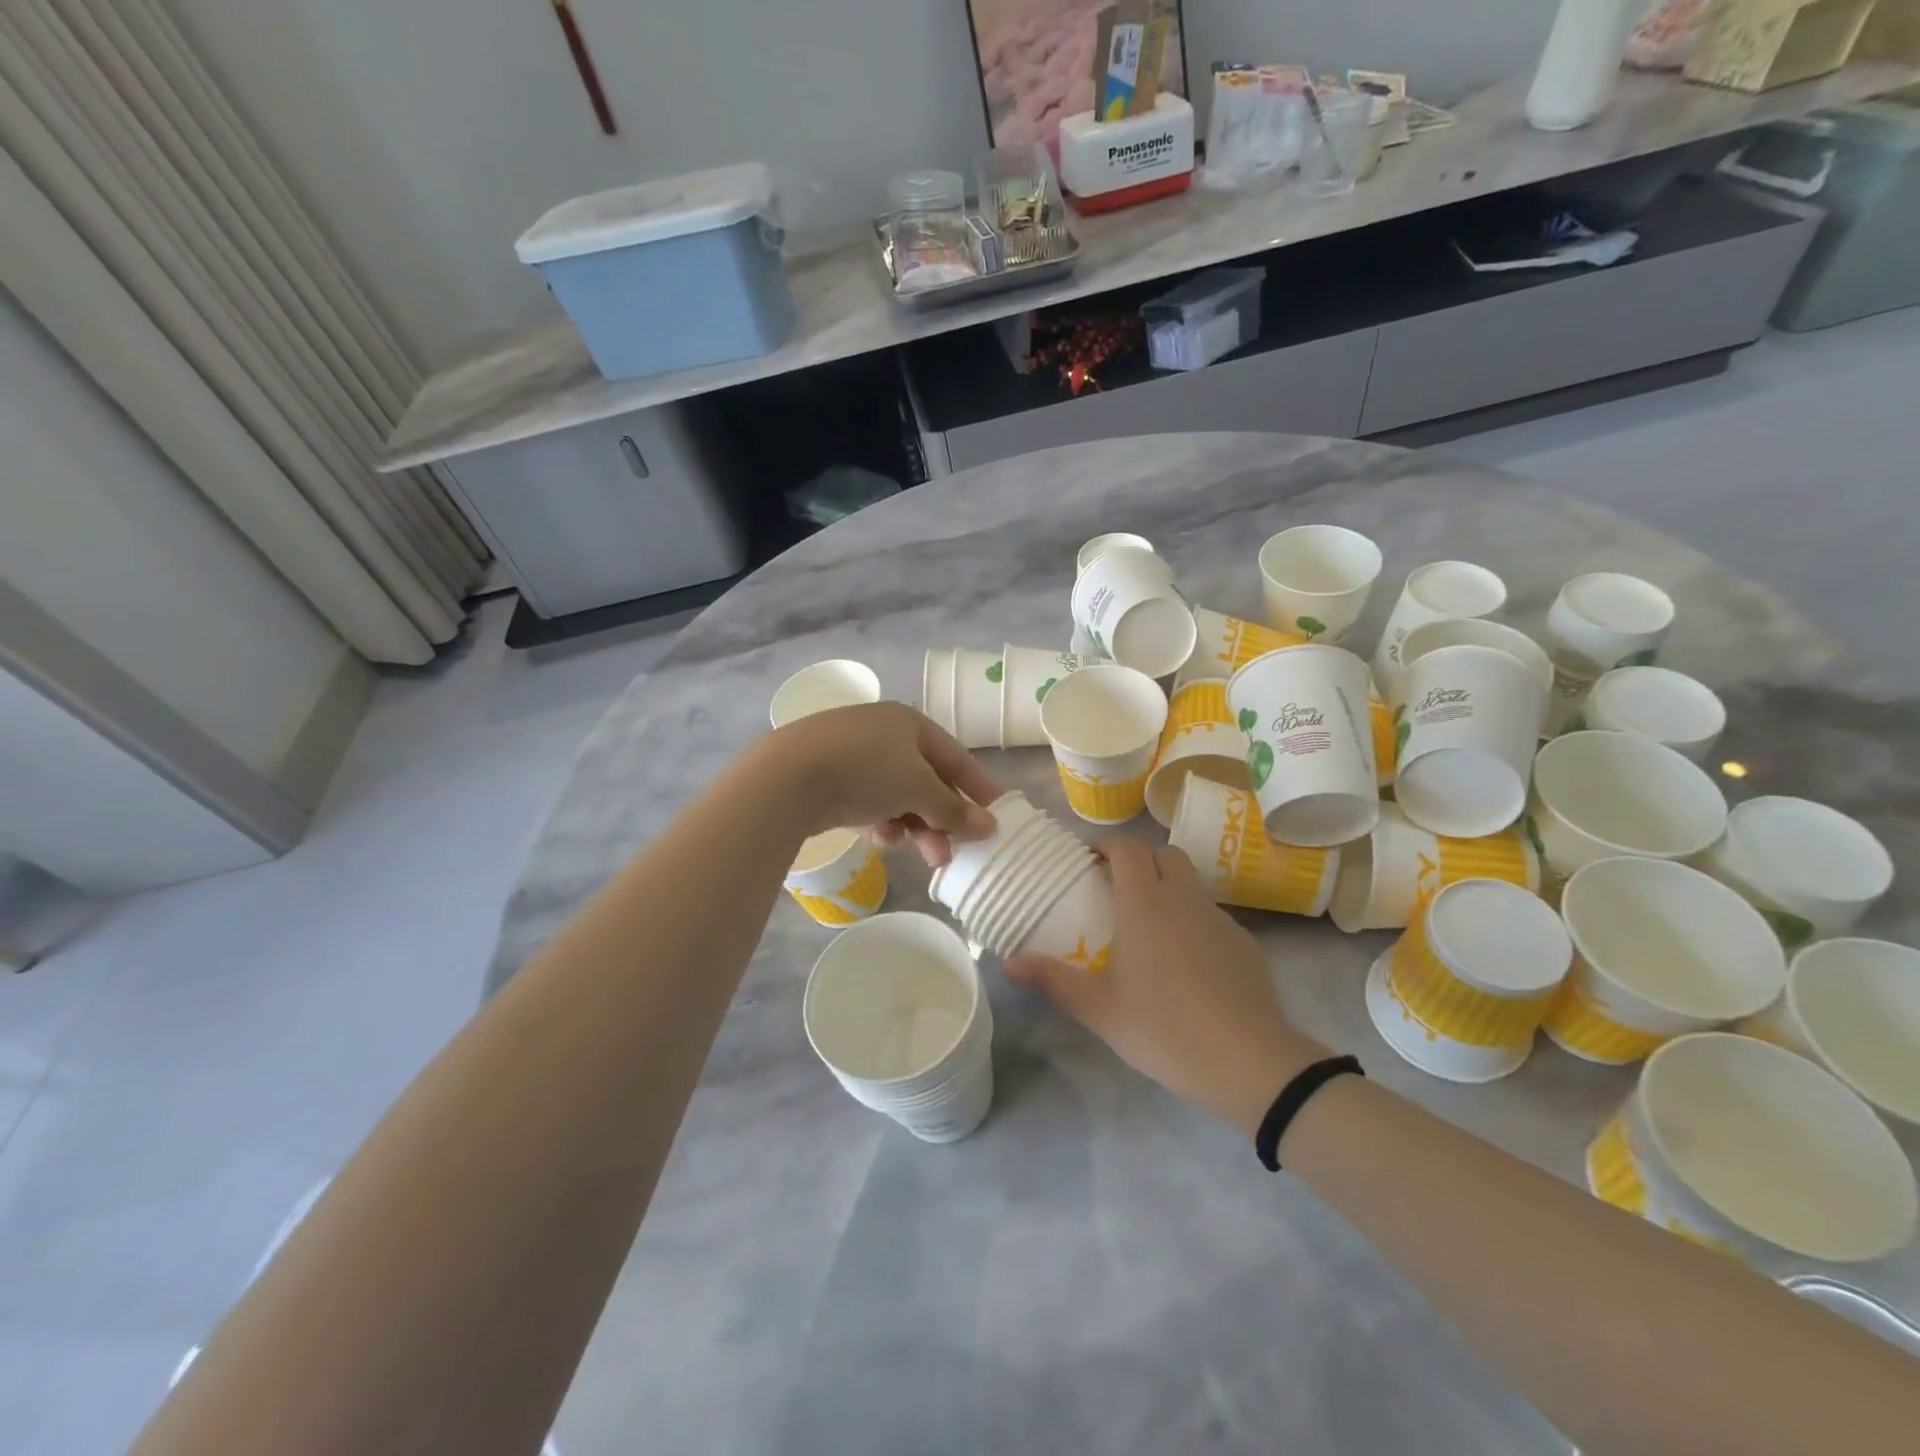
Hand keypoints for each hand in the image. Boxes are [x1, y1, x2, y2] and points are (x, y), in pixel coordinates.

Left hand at [761, 702, 1001, 865]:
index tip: (999, 816)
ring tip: (924, 856)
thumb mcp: (918, 788)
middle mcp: (884, 734)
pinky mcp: (830, 780)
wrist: (788, 776)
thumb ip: (954, 809)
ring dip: (915, 827)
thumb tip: (989, 826)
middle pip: (927, 781)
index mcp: (910, 723)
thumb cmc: (866, 770)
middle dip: (943, 819)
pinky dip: (881, 822)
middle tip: (954, 852)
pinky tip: (881, 838)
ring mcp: (854, 756)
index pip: (956, 758)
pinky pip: (870, 803)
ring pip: (898, 797)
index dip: (979, 788)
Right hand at [1006, 838, 1327, 1136]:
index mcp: (1145, 902)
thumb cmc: (1165, 1028)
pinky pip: (1211, 916)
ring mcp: (1219, 918)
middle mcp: (1184, 898)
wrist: (1250, 1062)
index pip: (1128, 848)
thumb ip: (1053, 981)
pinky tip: (1187, 964)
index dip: (1107, 846)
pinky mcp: (1245, 943)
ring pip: (1190, 884)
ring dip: (1168, 889)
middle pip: (1164, 854)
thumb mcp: (1099, 1010)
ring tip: (1149, 929)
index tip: (1089, 861)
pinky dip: (1193, 921)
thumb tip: (1008, 962)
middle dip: (1140, 861)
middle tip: (1117, 890)